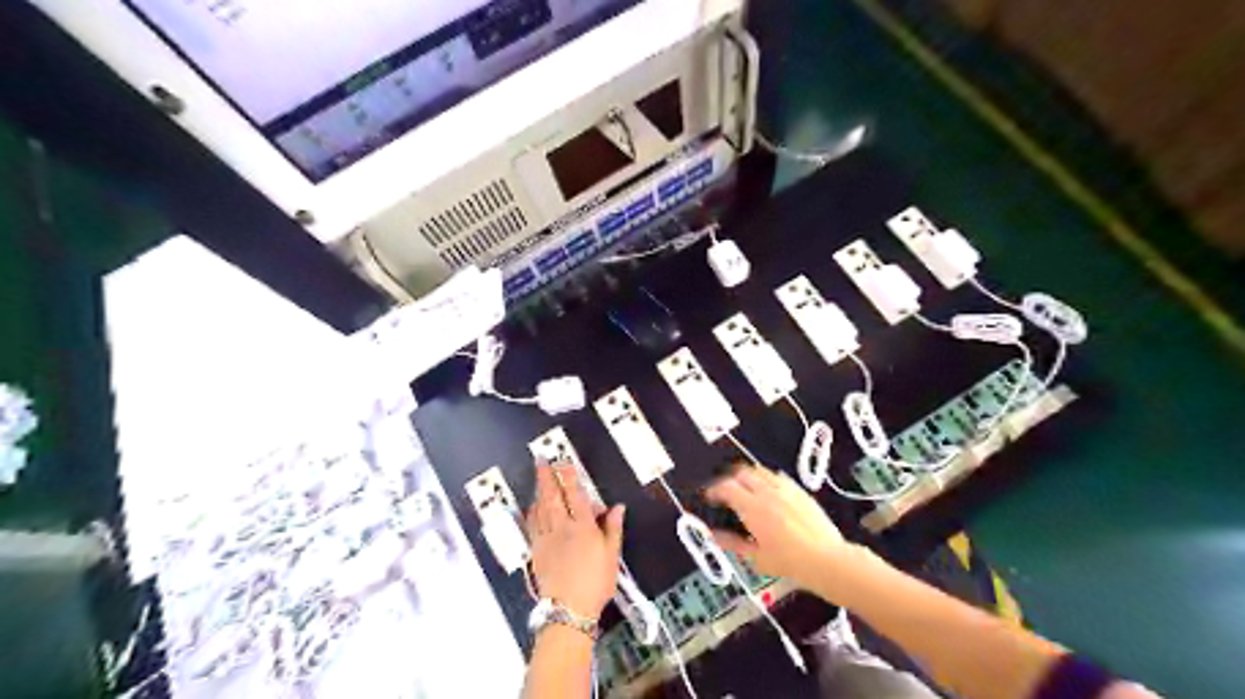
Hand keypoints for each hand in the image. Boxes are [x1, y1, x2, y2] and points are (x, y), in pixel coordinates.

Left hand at [522, 461, 623, 618]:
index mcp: (582, 527)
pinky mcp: (536, 550)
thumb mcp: (612, 555)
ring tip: (538, 477)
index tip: (563, 462)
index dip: (568, 476)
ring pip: (540, 507)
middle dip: (546, 476)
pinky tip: (532, 505)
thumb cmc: (595, 583)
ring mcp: (546, 538)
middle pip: (552, 496)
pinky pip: (532, 524)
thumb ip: (612, 528)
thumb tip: (617, 507)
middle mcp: (561, 528)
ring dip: (539, 490)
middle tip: (541, 460)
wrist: (568, 609)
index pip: (574, 494)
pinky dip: (532, 510)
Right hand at [704, 468, 861, 598]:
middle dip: (729, 480)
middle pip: (741, 473)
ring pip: (760, 471)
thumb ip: (732, 543)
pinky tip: (769, 492)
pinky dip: (768, 480)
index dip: (714, 490)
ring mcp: (785, 489)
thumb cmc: (791, 561)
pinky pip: (778, 476)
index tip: (710, 497)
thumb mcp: (756, 557)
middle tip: (726, 493)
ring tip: (746, 490)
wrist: (826, 560)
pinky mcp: (800, 491)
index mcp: (752, 507)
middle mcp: (767, 492)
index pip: (726, 487)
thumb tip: (715, 536)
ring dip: (748, 477)